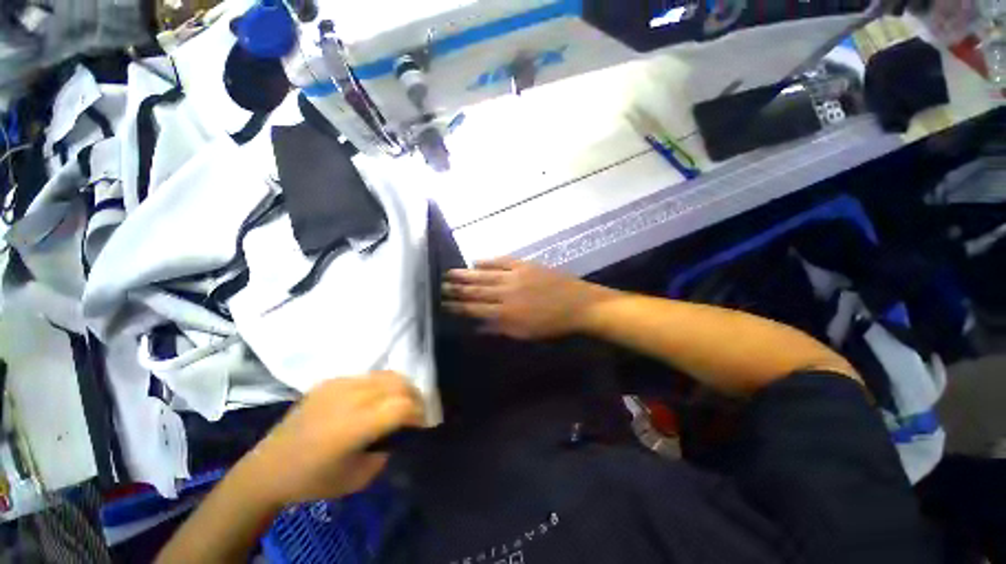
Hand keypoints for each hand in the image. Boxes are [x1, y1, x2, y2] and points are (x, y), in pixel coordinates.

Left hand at [238, 371, 425, 507]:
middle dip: (415, 397)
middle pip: (399, 384)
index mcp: (355, 425)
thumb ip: (386, 450)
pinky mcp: (331, 381)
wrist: (269, 468)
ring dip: (401, 387)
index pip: (402, 406)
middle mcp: (350, 398)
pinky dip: (382, 385)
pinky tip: (375, 400)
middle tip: (415, 413)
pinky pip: (368, 375)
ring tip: (400, 403)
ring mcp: (339, 384)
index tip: (422, 426)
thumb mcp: (359, 477)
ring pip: (387, 374)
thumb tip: (400, 432)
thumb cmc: (314, 480)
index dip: (419, 414)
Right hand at [442, 258, 611, 339]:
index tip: (443, 303)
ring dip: (467, 274)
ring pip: (485, 275)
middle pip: (476, 290)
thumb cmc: (552, 324)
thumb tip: (477, 327)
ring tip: (450, 272)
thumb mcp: (525, 333)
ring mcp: (515, 276)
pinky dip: (488, 261)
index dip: (458, 306)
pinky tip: (475, 260)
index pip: (475, 309)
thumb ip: (500, 329)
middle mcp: (506, 293)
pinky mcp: (525, 265)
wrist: (578, 304)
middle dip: (457, 289)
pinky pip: (502, 261)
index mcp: (506, 313)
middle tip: (440, 285)